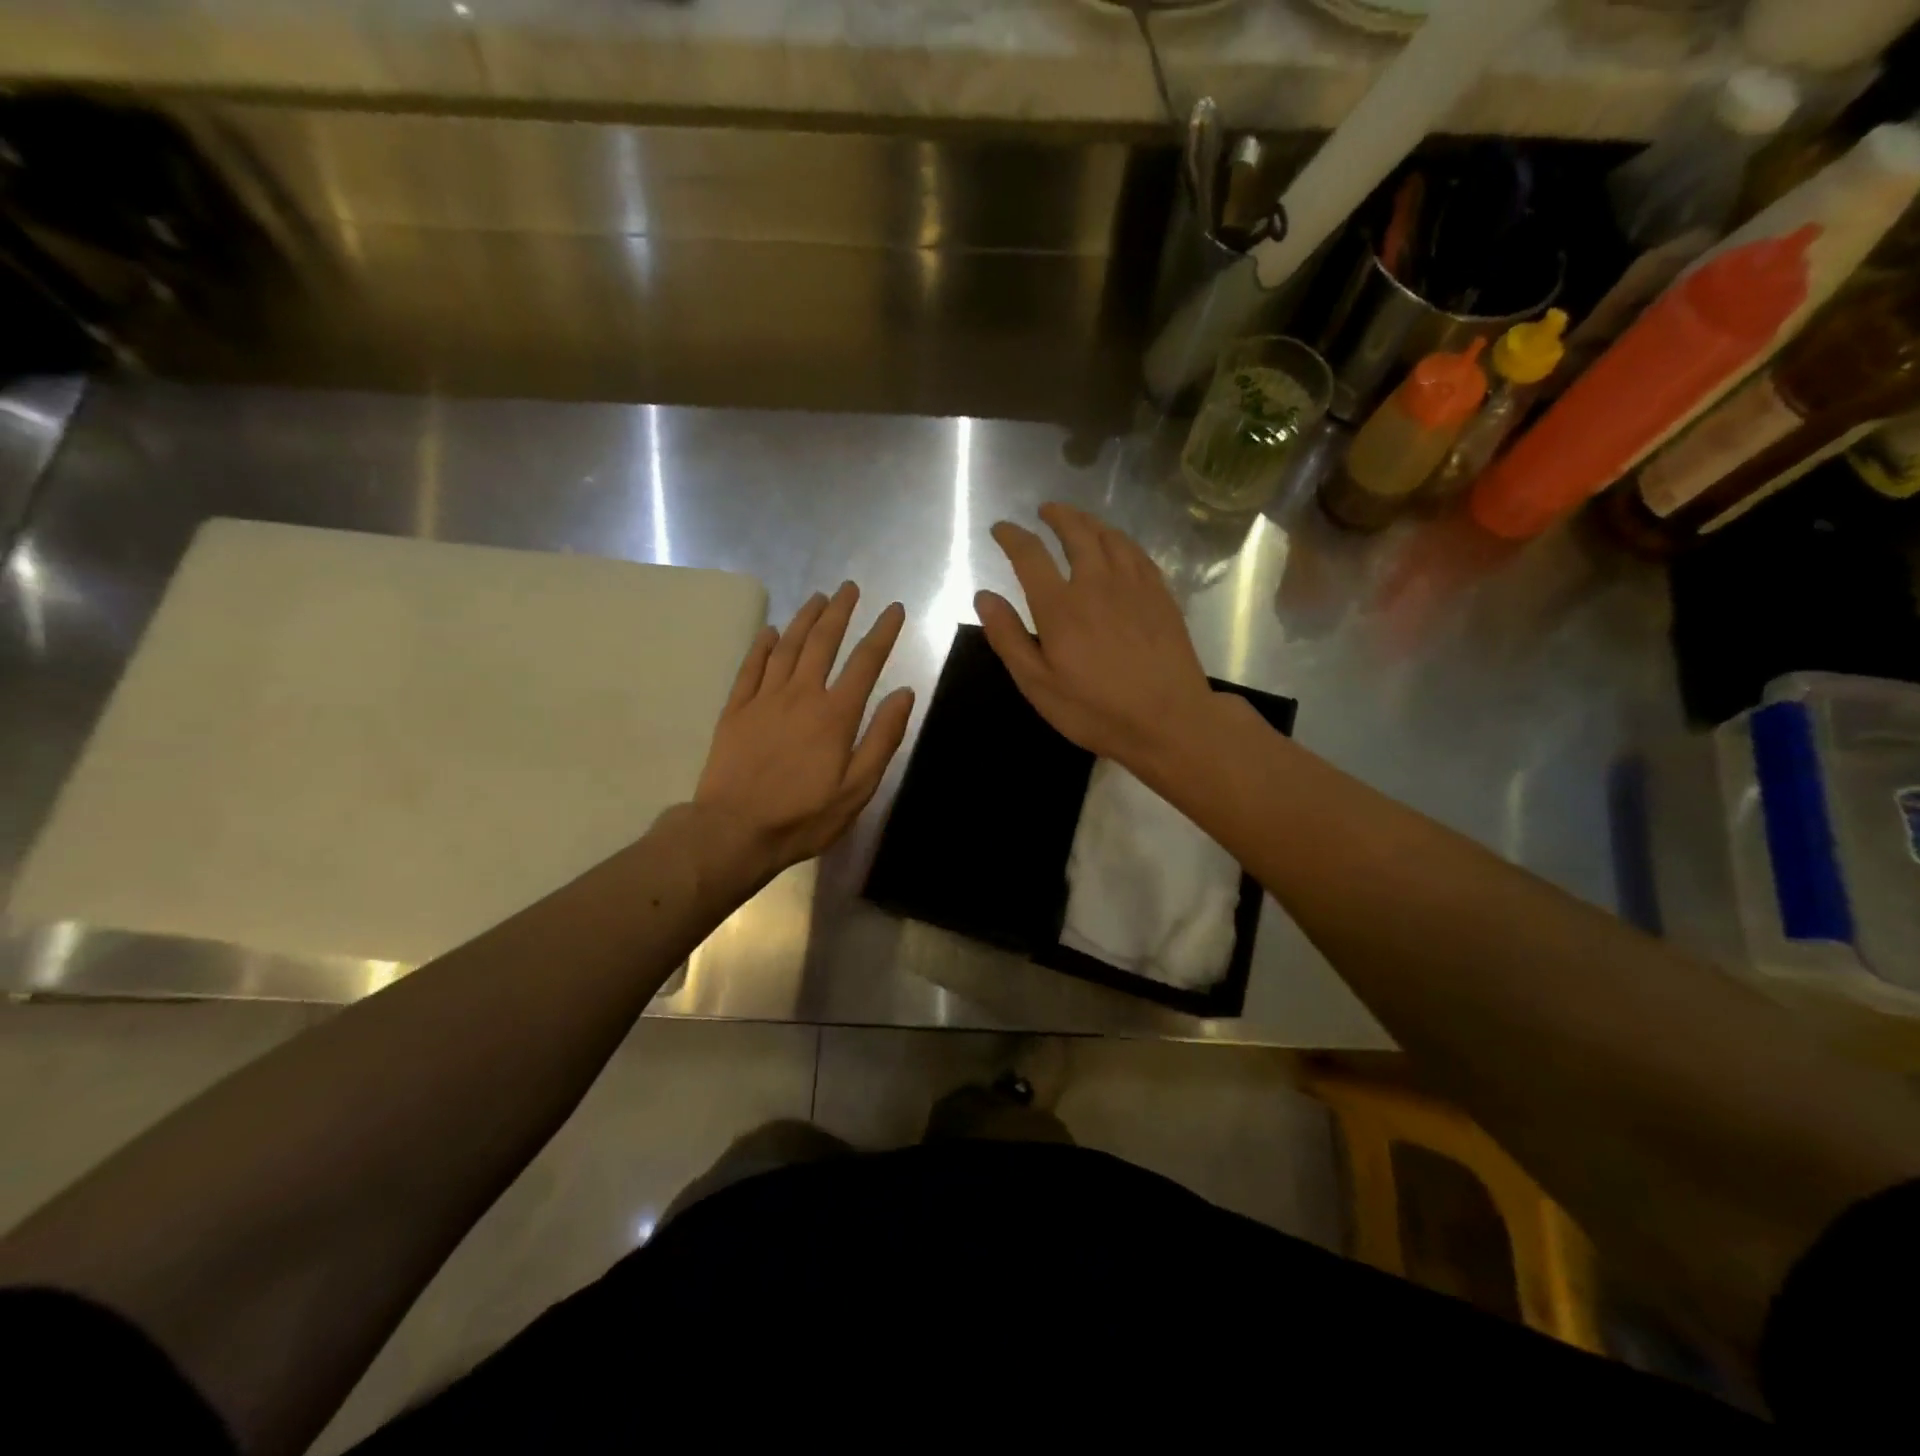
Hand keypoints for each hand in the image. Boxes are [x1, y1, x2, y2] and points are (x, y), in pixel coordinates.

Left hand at [694, 582, 913, 877]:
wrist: (734, 831)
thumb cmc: (804, 816)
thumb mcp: (857, 788)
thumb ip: (882, 738)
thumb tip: (904, 693)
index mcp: (835, 714)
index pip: (865, 662)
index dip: (883, 632)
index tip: (894, 609)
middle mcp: (801, 695)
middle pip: (823, 642)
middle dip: (840, 612)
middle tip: (849, 588)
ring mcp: (764, 699)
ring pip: (787, 646)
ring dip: (805, 619)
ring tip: (818, 597)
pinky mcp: (735, 710)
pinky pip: (751, 667)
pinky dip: (763, 645)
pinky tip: (771, 630)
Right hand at [976, 503, 1216, 768]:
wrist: (1169, 720)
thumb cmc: (1095, 710)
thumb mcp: (1038, 684)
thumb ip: (1008, 637)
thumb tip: (983, 596)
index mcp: (1060, 605)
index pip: (1029, 554)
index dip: (1011, 536)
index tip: (1000, 529)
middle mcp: (1096, 582)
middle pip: (1075, 532)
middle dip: (1056, 516)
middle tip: (1044, 511)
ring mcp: (1134, 585)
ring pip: (1110, 536)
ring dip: (1089, 522)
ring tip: (1078, 521)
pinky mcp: (1161, 594)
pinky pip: (1137, 552)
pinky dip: (1120, 540)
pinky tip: (1118, 546)